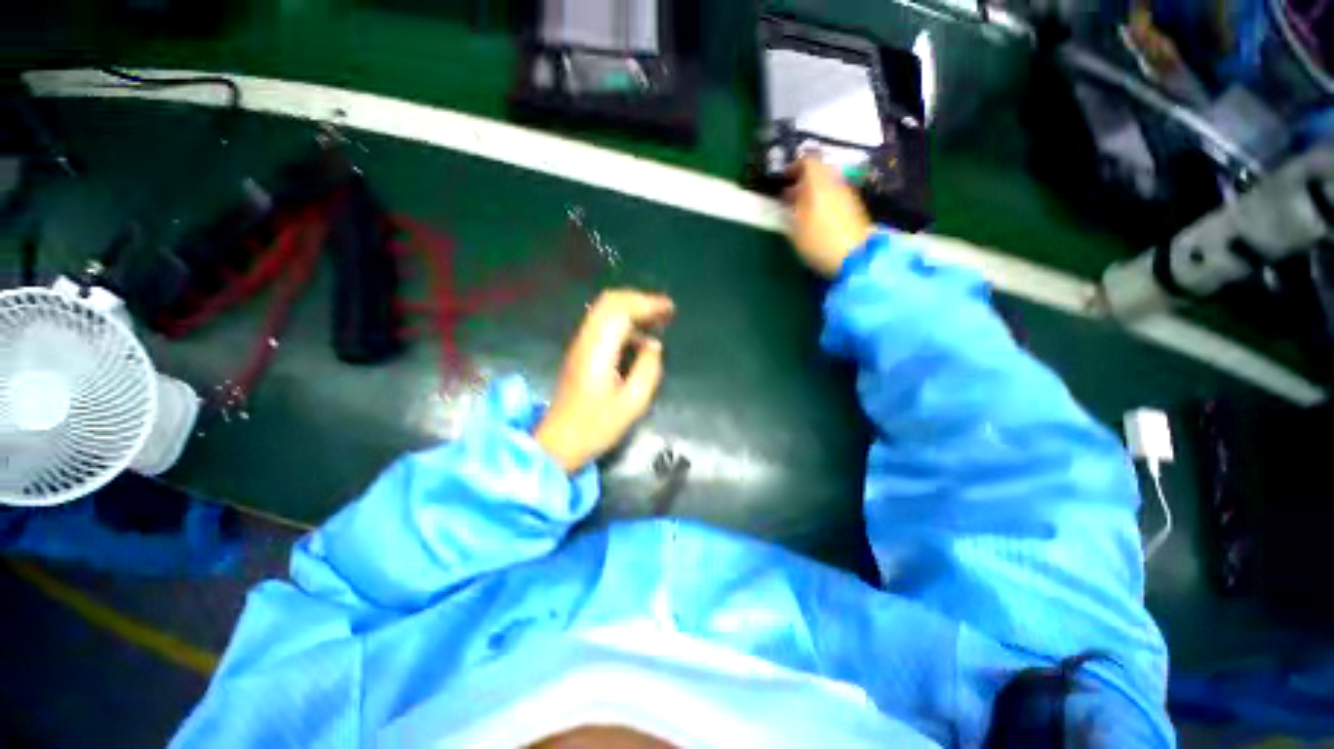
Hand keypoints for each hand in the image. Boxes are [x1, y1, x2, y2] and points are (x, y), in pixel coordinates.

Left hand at [535, 290, 674, 471]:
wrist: (559, 441)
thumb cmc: (596, 426)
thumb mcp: (633, 403)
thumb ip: (648, 369)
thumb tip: (654, 345)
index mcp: (598, 351)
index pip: (621, 310)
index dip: (647, 304)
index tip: (670, 309)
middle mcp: (586, 340)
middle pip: (610, 302)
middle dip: (640, 300)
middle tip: (664, 312)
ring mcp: (580, 344)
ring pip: (604, 310)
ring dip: (631, 309)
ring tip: (656, 321)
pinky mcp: (580, 352)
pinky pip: (602, 323)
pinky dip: (623, 321)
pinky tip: (638, 337)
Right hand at [785, 157, 873, 277]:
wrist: (856, 258)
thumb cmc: (819, 242)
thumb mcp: (796, 228)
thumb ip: (791, 208)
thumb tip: (790, 195)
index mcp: (820, 184)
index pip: (809, 160)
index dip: (794, 165)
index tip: (784, 178)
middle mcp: (836, 184)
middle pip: (820, 171)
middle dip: (803, 180)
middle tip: (790, 195)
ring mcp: (848, 195)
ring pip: (828, 184)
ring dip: (813, 192)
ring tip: (801, 209)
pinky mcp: (854, 209)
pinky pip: (836, 196)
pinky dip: (824, 200)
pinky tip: (816, 218)